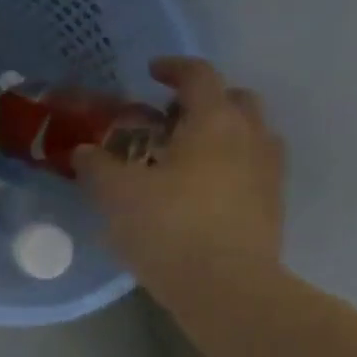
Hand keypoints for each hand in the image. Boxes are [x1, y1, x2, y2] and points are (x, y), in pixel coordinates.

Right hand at [75, 57, 285, 306]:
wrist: (226, 288)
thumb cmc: (169, 228)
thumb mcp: (117, 195)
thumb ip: (98, 167)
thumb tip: (84, 151)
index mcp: (214, 122)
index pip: (199, 76)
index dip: (174, 68)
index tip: (152, 71)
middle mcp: (250, 137)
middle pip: (236, 100)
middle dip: (204, 100)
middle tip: (170, 119)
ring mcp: (268, 173)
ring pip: (250, 135)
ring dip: (222, 134)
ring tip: (186, 157)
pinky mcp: (272, 206)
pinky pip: (252, 170)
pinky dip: (229, 167)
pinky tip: (201, 193)